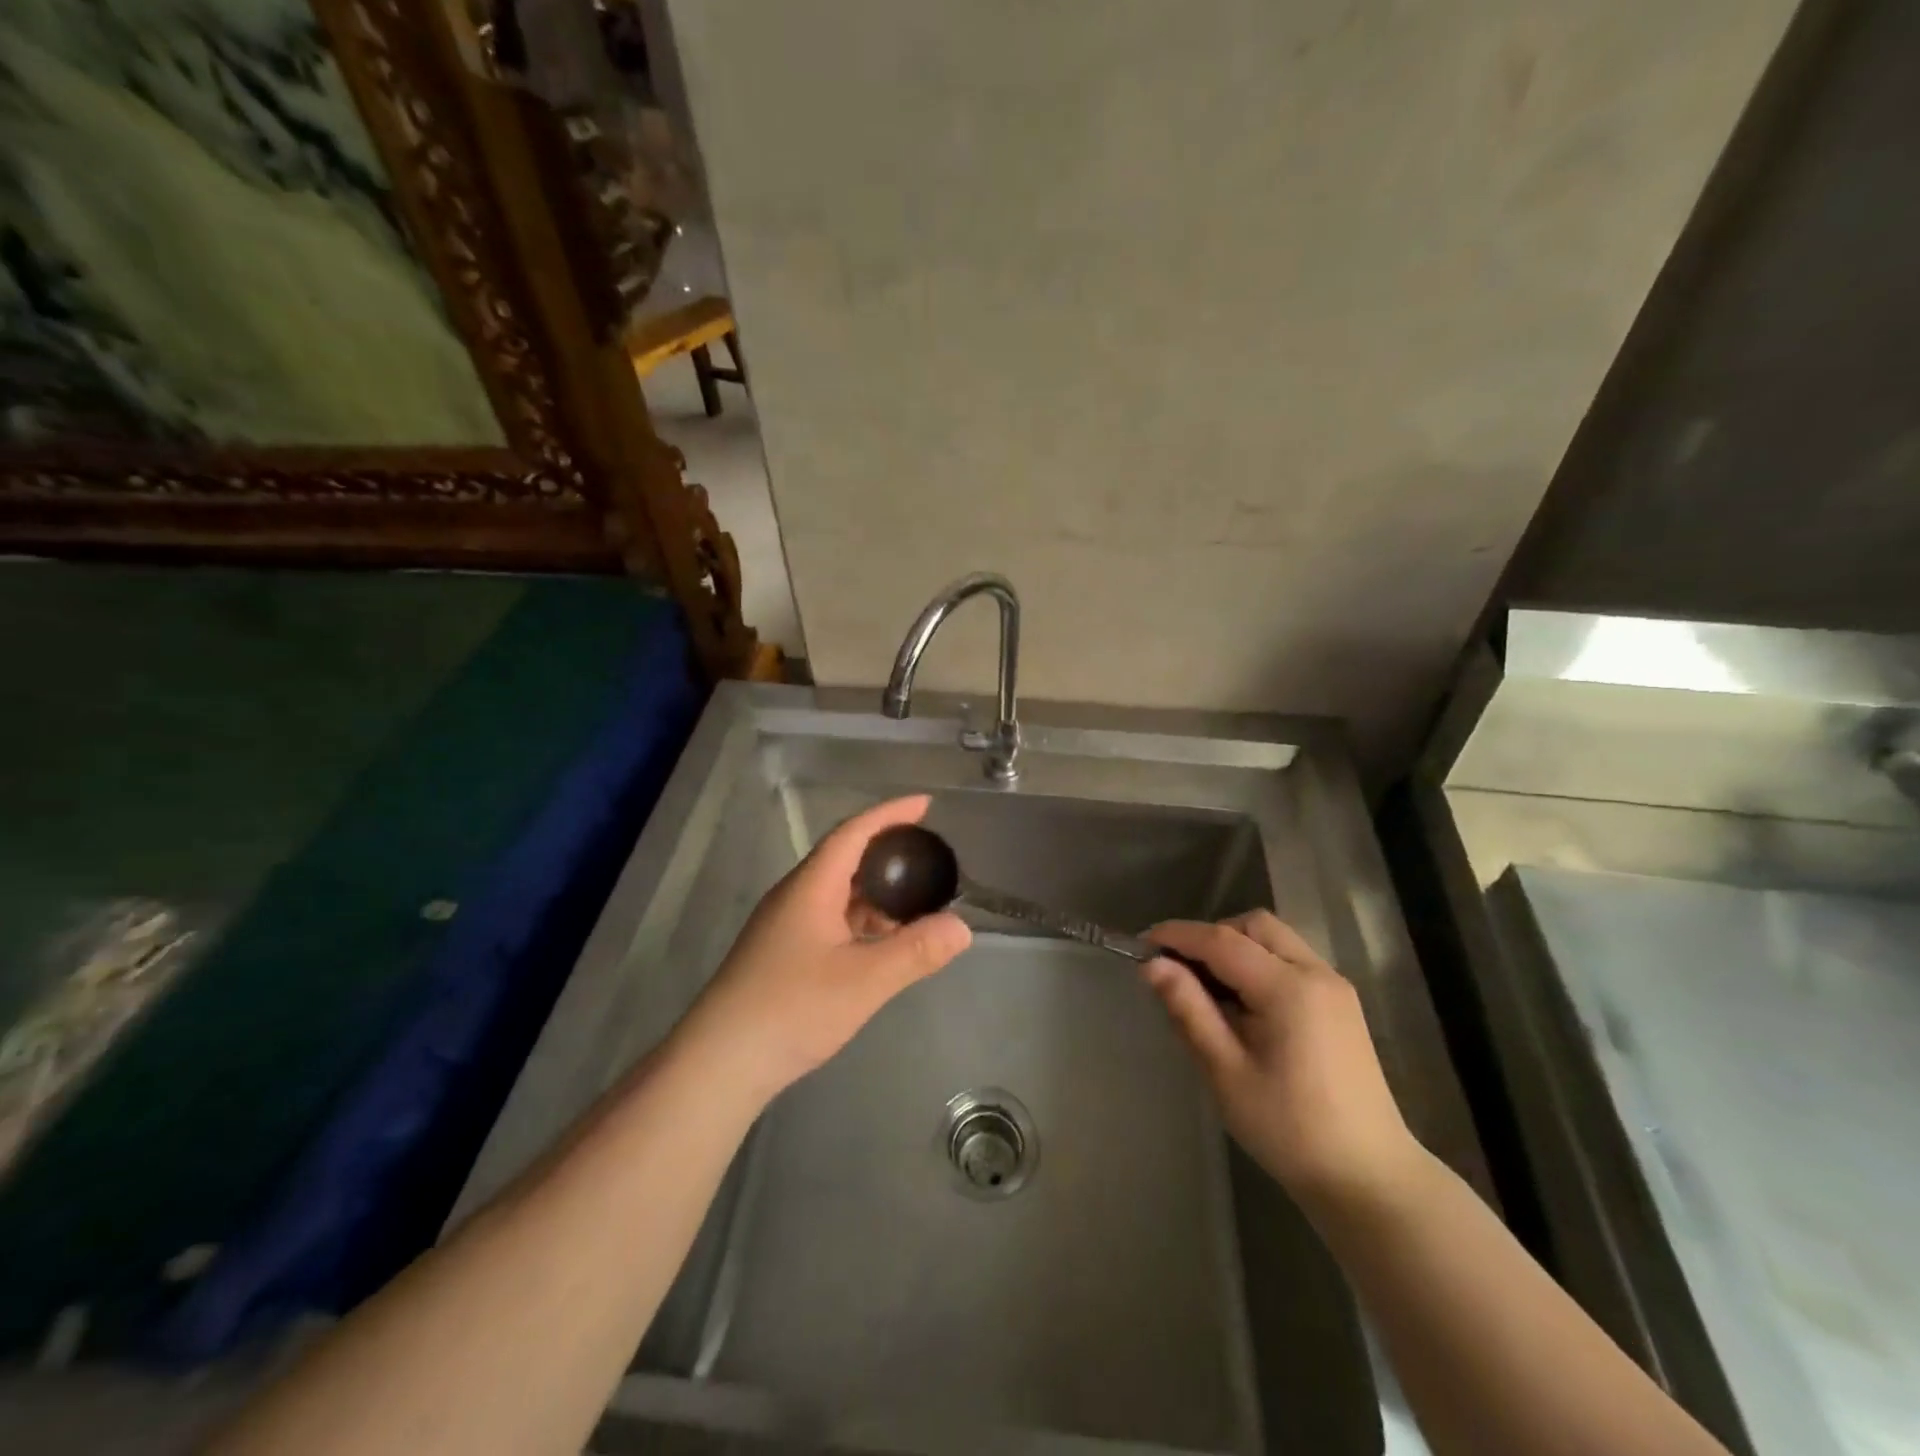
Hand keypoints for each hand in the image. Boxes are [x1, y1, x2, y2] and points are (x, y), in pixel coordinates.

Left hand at [678, 795, 970, 1103]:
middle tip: (927, 856)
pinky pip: (829, 919)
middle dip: (886, 851)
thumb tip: (962, 927)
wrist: (720, 1062)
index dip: (890, 813)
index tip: (924, 804)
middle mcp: (795, 896)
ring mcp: (784, 926)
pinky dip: (860, 920)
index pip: (853, 832)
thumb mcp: (864, 980)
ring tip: (913, 902)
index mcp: (811, 887)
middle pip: (844, 858)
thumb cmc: (792, 1009)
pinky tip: (880, 944)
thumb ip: (915, 951)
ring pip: (836, 892)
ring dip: (874, 891)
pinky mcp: (781, 954)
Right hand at [1143, 911, 1422, 1212]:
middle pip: (1253, 926)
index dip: (1177, 935)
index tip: (1140, 944)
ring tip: (1208, 989)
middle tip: (1179, 971)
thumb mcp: (1226, 1072)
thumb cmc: (1289, 1129)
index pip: (1221, 940)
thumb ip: (1189, 1010)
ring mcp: (1334, 987)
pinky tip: (1243, 1005)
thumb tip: (1152, 966)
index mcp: (1288, 988)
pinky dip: (1258, 963)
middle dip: (1210, 936)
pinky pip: (1290, 960)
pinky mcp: (1341, 1004)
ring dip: (1235, 947)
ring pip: (1274, 939)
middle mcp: (1316, 973)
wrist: (1369, 1179)